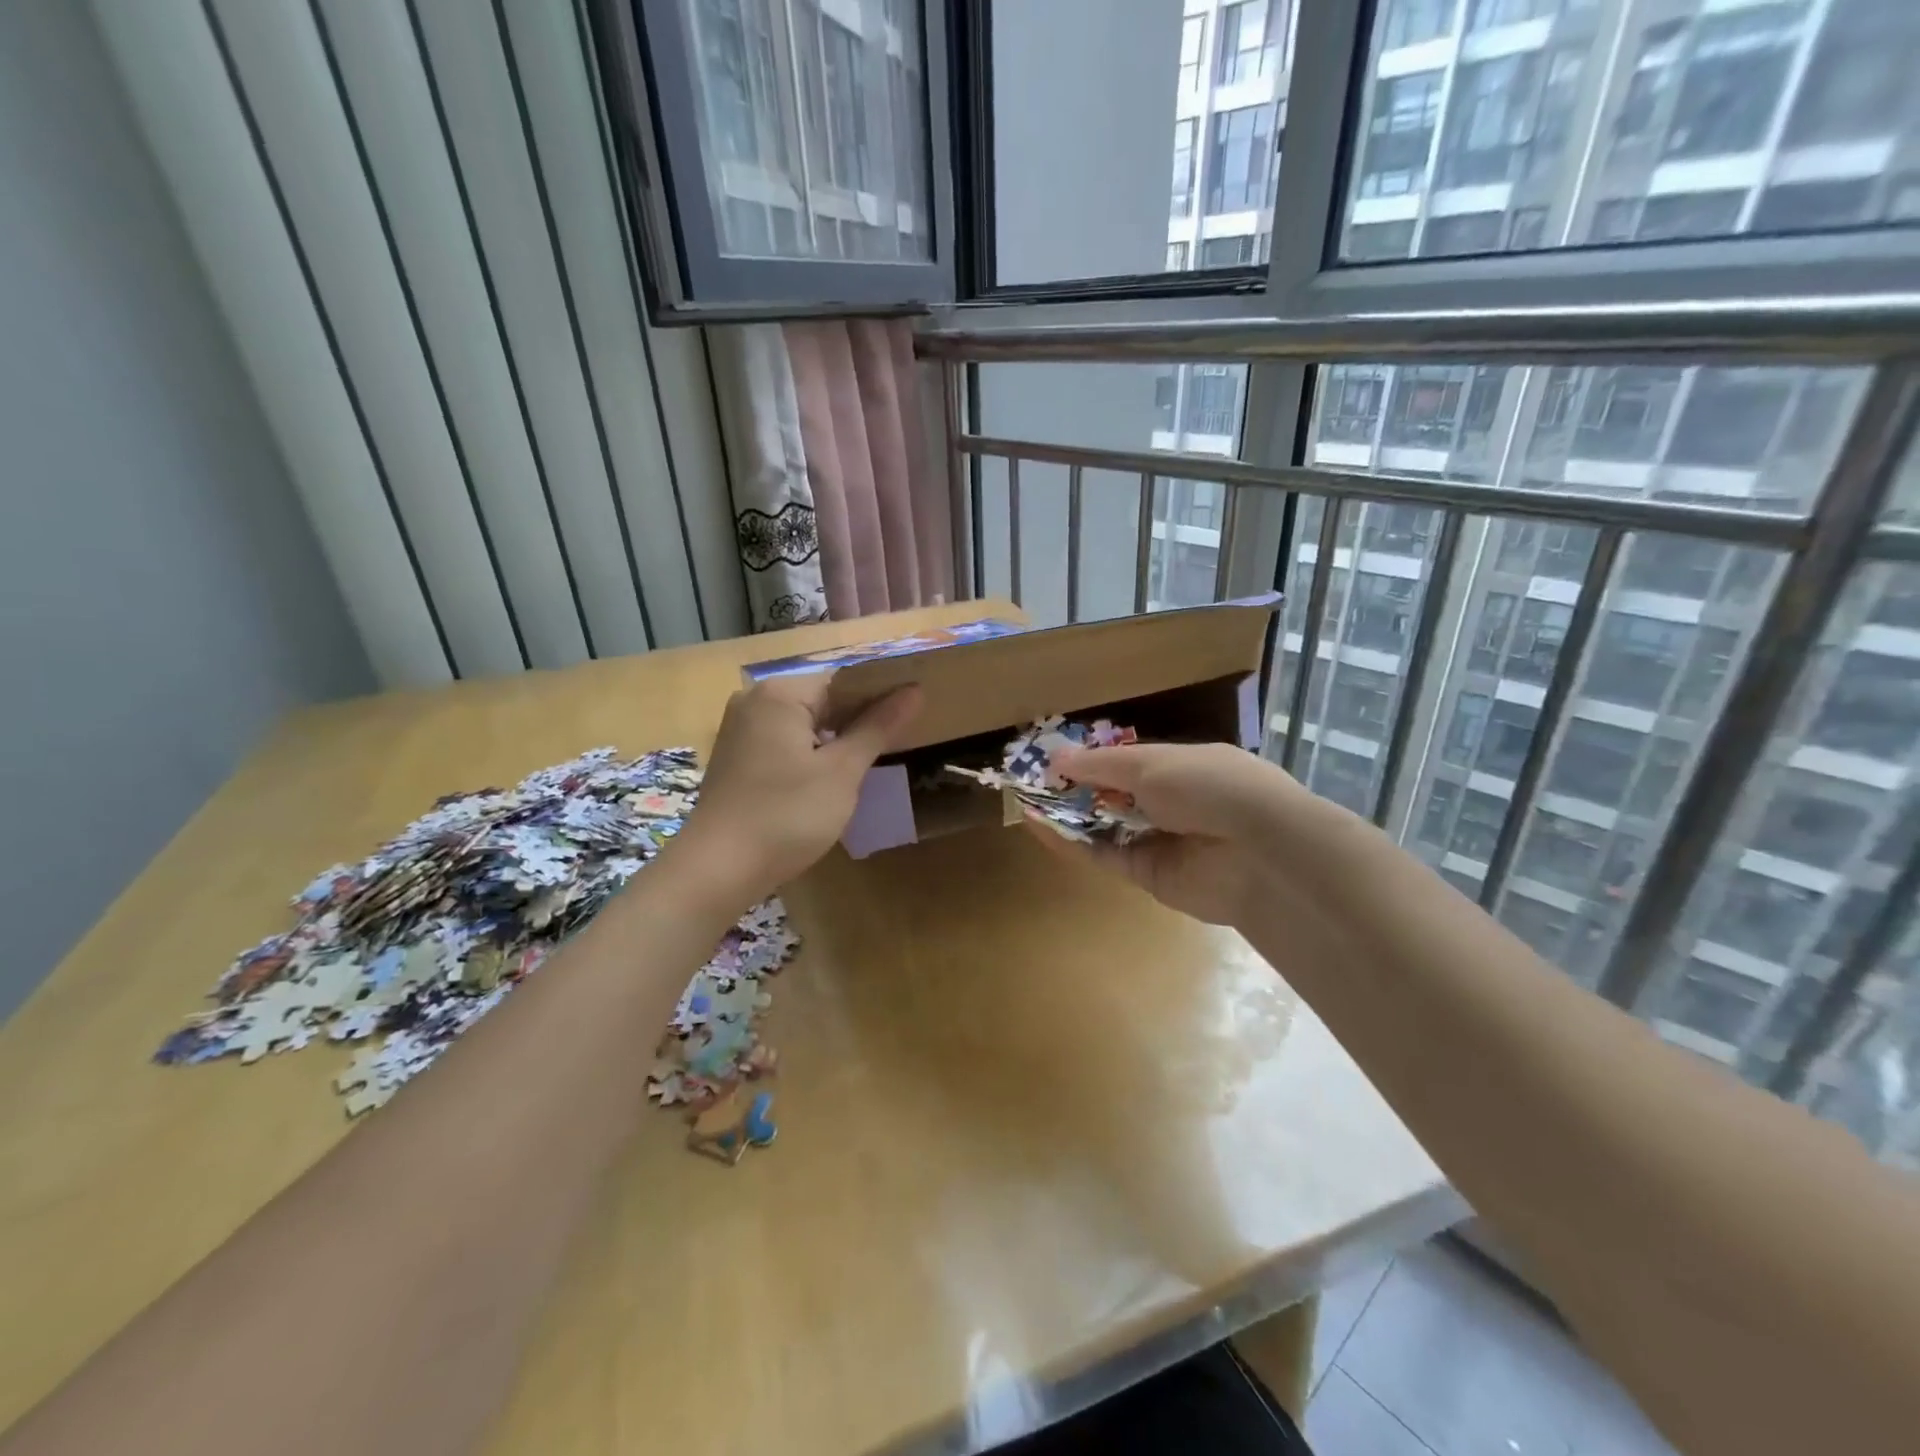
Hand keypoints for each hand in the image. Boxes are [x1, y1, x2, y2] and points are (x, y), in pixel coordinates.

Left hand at [675, 674, 920, 900]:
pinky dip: (809, 753)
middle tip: (899, 740)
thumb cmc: (787, 815)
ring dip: (835, 739)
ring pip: (803, 723)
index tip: (913, 715)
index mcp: (780, 693)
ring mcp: (740, 730)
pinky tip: (830, 777)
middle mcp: (754, 700)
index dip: (881, 696)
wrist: (718, 870)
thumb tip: (913, 691)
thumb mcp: (842, 772)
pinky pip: (783, 742)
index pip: (844, 681)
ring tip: (871, 759)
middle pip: (822, 699)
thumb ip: (877, 727)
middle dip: (859, 719)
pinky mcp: (735, 757)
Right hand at [1042, 742, 1310, 925]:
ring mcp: (1160, 841)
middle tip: (1030, 783)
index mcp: (1181, 765)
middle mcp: (1170, 802)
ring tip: (1025, 803)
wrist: (1259, 852)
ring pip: (1105, 827)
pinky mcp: (1149, 876)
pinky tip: (1040, 828)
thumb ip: (1100, 764)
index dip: (1090, 760)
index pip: (1127, 761)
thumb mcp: (1151, 764)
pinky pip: (1105, 856)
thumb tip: (1056, 758)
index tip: (1050, 759)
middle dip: (1075, 789)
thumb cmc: (1208, 787)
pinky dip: (1074, 843)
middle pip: (1113, 795)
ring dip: (1068, 815)